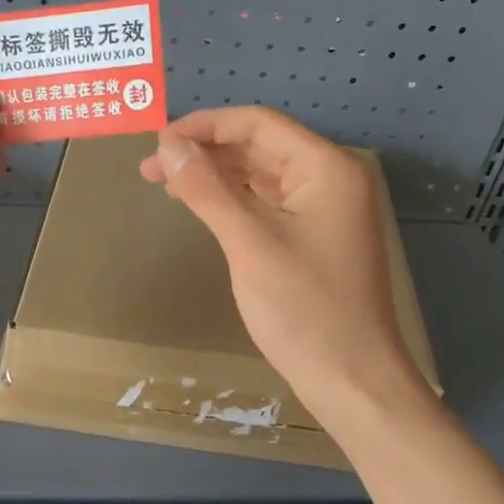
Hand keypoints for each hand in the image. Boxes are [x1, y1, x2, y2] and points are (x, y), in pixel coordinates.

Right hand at [140, 107, 429, 422]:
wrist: (353, 380)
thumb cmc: (304, 310)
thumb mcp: (249, 243)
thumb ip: (206, 188)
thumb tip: (167, 143)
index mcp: (326, 167)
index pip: (258, 124)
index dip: (204, 126)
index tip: (156, 142)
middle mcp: (330, 177)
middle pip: (259, 146)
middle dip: (205, 152)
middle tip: (151, 170)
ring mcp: (325, 208)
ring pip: (261, 174)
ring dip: (216, 175)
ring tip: (166, 185)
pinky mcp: (315, 235)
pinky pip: (269, 202)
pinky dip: (234, 200)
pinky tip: (203, 206)